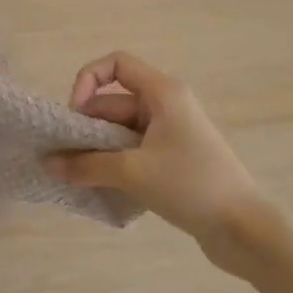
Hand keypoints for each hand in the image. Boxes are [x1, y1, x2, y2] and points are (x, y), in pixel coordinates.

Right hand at [46, 50, 281, 273]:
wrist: (242, 227)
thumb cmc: (189, 185)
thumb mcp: (133, 172)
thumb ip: (87, 165)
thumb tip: (50, 164)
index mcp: (163, 92)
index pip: (117, 64)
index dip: (88, 80)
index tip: (74, 115)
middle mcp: (168, 105)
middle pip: (115, 102)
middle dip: (86, 126)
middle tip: (63, 157)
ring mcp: (172, 133)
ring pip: (122, 131)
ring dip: (98, 150)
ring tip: (76, 177)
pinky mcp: (175, 159)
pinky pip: (134, 151)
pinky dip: (115, 164)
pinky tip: (101, 188)